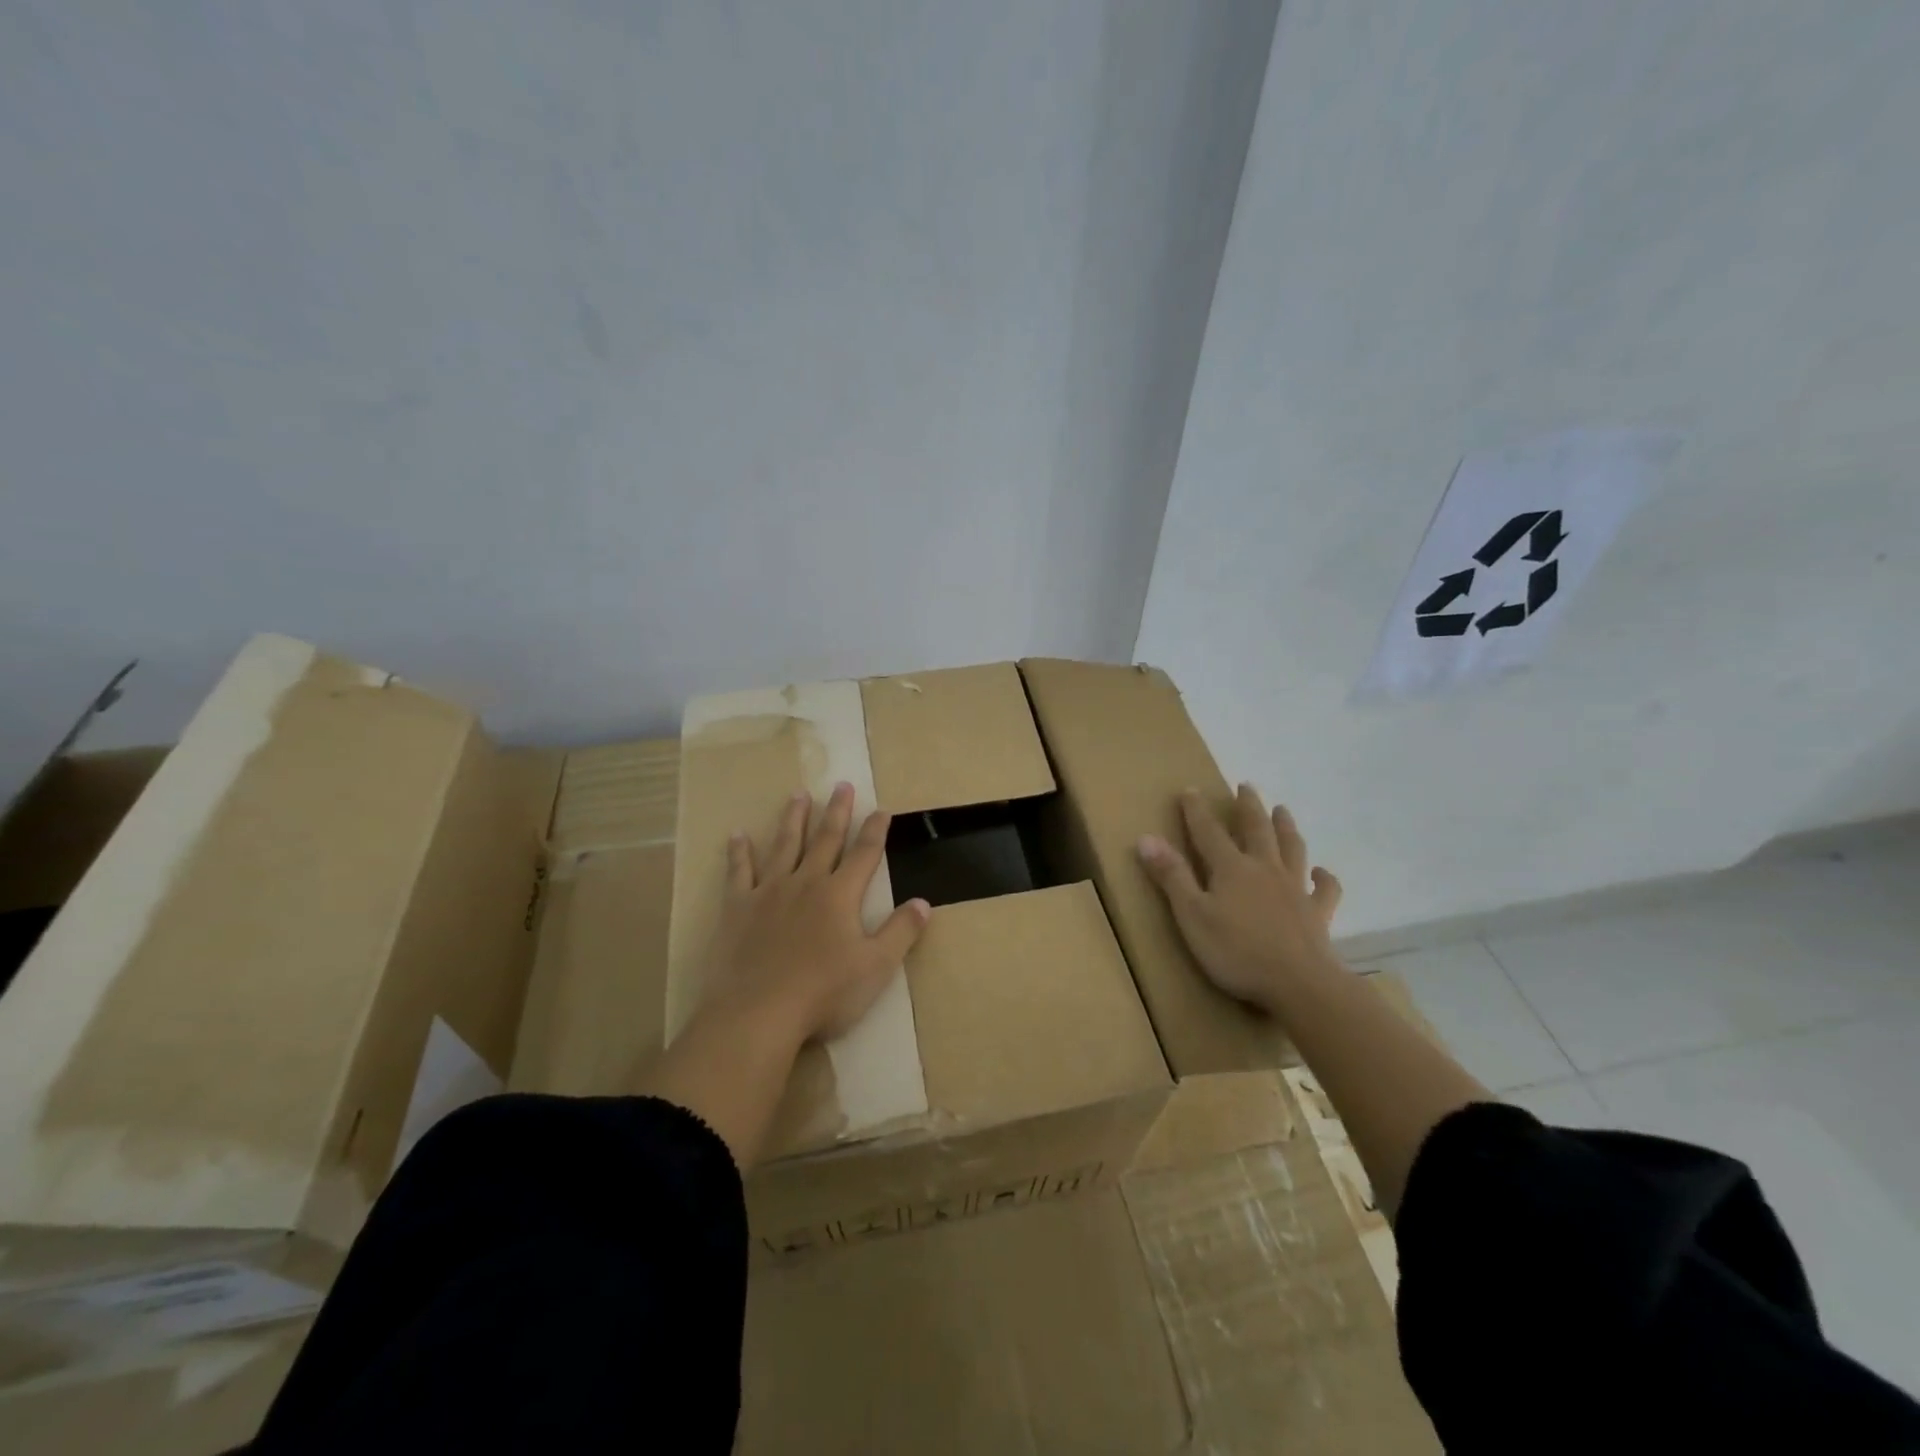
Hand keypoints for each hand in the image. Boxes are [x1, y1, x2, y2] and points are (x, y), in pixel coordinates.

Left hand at [705, 782, 930, 1042]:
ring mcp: (768, 892)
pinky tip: (737, 835)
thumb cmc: (823, 993)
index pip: (864, 854)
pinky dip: (738, 852)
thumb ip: (901, 932)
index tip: (882, 809)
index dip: (875, 831)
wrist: (757, 1013)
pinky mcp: (737, 908)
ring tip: (798, 794)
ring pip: (784, 846)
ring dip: (793, 819)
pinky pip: (739, 872)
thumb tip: (924, 902)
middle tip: (842, 784)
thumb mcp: (876, 967)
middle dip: (837, 812)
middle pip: (825, 839)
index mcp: (840, 895)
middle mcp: (805, 883)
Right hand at [1137, 785, 1342, 1012]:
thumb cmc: (1237, 952)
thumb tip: (1146, 838)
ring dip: (1286, 827)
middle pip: (1256, 829)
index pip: (1208, 831)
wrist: (1300, 984)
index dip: (1197, 810)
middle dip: (1248, 807)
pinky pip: (1324, 889)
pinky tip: (1322, 873)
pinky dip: (1324, 877)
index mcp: (1231, 868)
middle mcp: (1264, 869)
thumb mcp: (1192, 915)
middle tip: (1246, 786)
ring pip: (1292, 848)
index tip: (1190, 789)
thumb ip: (1172, 876)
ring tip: (1282, 810)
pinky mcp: (1318, 913)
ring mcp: (1295, 889)